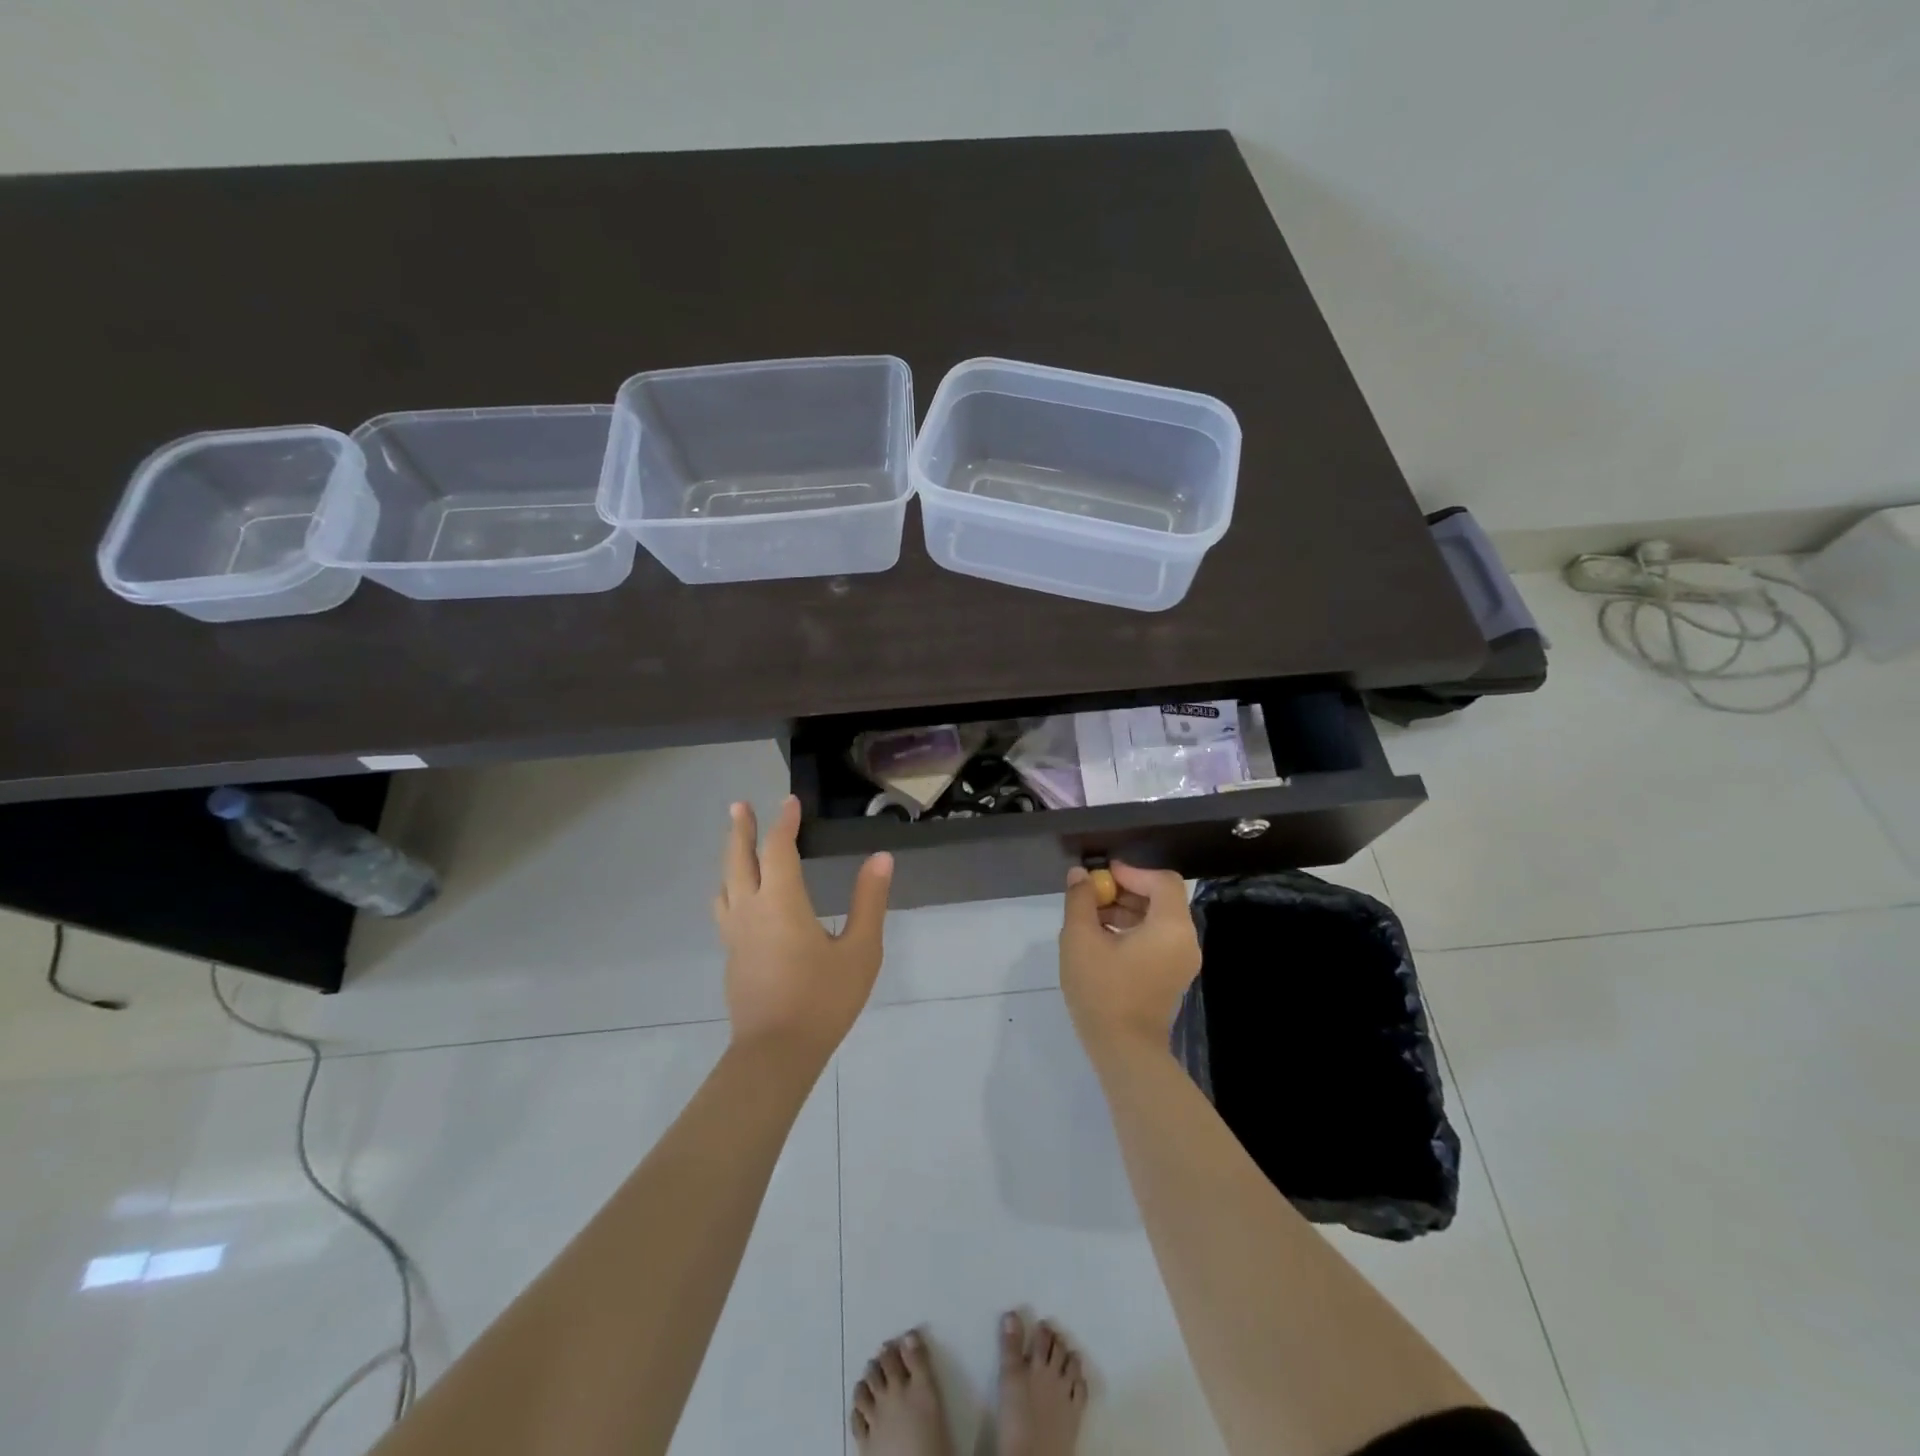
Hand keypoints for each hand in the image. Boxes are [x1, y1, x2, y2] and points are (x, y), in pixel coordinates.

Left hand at [713, 796, 892, 1061]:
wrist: (776, 1053)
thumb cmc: (823, 999)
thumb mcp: (860, 951)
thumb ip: (869, 901)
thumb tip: (881, 859)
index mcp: (781, 903)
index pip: (778, 849)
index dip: (784, 823)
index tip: (790, 802)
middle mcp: (751, 911)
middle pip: (738, 860)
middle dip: (741, 830)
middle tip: (739, 805)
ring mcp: (735, 935)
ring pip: (725, 885)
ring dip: (730, 859)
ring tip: (737, 849)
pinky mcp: (732, 957)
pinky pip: (725, 909)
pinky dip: (731, 888)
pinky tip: (742, 900)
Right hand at [1059, 861, 1200, 1051]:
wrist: (1124, 1051)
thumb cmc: (1103, 990)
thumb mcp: (1081, 940)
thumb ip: (1080, 900)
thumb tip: (1080, 875)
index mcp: (1171, 927)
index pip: (1162, 881)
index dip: (1131, 872)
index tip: (1101, 877)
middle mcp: (1185, 941)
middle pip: (1161, 899)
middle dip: (1125, 891)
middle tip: (1091, 896)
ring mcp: (1180, 962)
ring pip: (1157, 920)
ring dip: (1126, 911)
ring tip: (1090, 919)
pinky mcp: (1171, 977)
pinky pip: (1156, 941)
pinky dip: (1132, 932)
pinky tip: (1101, 941)